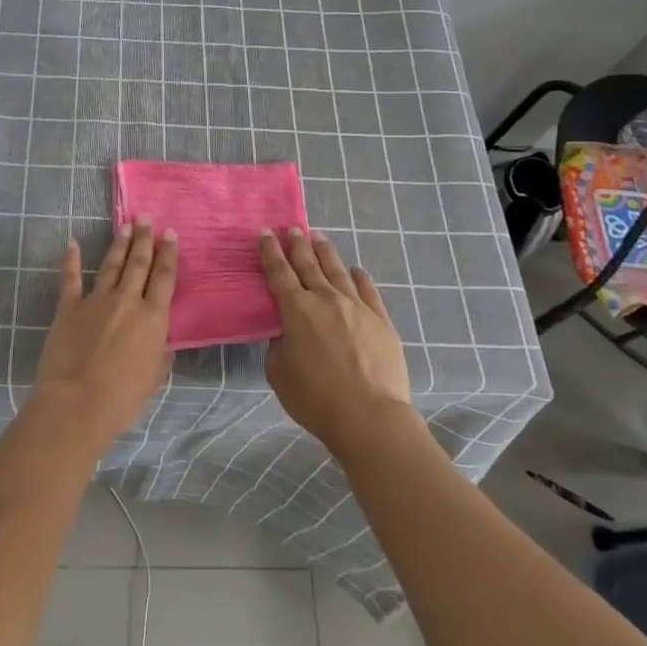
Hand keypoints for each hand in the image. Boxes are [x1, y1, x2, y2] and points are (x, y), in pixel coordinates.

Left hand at [33, 220, 176, 447]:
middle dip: (144, 239)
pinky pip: (70, 278)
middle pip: (139, 263)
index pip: (164, 278)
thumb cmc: (121, 398)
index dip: (168, 254)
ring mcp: (96, 300)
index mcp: (152, 318)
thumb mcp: (153, 378)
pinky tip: (73, 243)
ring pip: (111, 265)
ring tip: (124, 226)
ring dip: (119, 244)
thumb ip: (159, 353)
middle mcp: (127, 301)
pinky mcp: (69, 307)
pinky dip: (71, 260)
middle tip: (145, 218)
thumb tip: (163, 340)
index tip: (170, 233)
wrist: (76, 402)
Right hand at [261, 227, 415, 453]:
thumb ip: (279, 346)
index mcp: (296, 310)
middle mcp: (325, 299)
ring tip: (319, 237)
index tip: (265, 233)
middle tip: (292, 228)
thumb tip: (287, 333)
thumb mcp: (280, 374)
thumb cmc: (316, 399)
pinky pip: (368, 290)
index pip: (279, 272)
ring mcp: (356, 307)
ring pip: (337, 271)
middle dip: (297, 244)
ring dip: (326, 252)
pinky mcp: (381, 320)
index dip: (270, 251)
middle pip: (308, 264)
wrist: (370, 417)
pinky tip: (357, 270)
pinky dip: (360, 277)